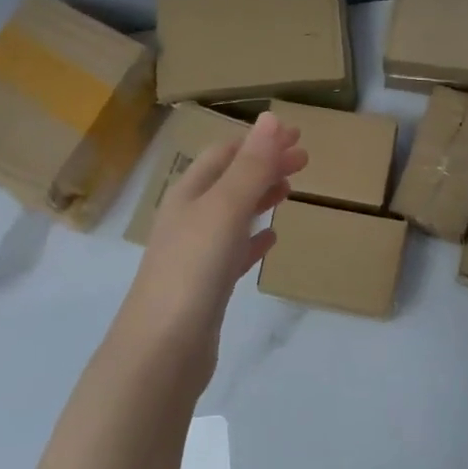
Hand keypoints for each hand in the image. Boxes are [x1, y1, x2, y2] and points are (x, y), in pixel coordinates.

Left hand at [112, 112, 305, 373]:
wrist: (162, 351)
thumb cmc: (193, 270)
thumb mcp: (224, 209)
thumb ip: (250, 166)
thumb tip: (272, 118)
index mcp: (188, 194)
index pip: (225, 153)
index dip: (259, 141)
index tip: (298, 136)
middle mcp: (188, 219)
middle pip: (230, 181)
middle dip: (264, 166)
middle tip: (305, 160)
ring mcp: (195, 254)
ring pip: (232, 215)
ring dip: (260, 198)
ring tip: (290, 191)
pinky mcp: (206, 287)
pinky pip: (234, 252)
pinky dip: (254, 240)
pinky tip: (271, 241)